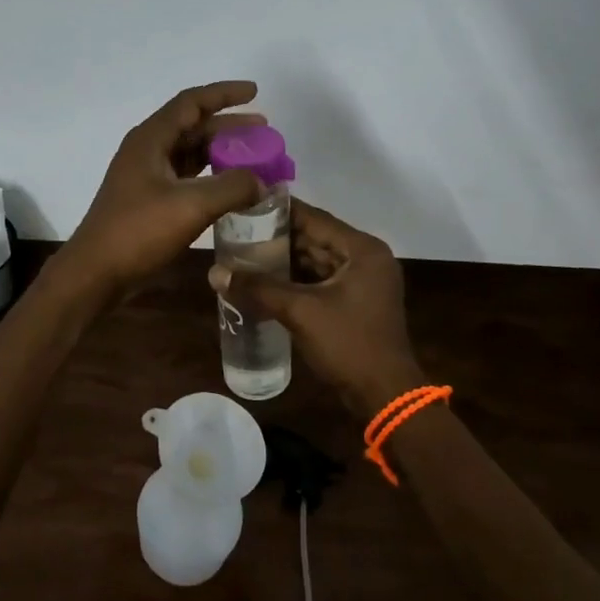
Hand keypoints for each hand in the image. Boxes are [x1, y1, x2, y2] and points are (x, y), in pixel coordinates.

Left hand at [52, 82, 267, 303]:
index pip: (191, 103)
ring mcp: (146, 175)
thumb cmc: (138, 231)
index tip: (255, 91)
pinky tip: (231, 187)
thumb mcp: (191, 205)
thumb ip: (232, 187)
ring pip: (190, 152)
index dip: (224, 94)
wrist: (96, 272)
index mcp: (151, 139)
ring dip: (221, 152)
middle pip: (193, 126)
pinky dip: (211, 176)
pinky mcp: (149, 199)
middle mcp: (147, 150)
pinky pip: (186, 176)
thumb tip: (262, 181)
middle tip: (264, 132)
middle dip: (229, 126)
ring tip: (254, 158)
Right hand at [207, 199, 421, 418]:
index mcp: (362, 249)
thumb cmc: (348, 344)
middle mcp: (366, 258)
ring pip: (316, 261)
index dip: (278, 211)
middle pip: (315, 238)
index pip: (314, 218)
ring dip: (284, 260)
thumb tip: (215, 273)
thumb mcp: (300, 312)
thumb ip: (258, 288)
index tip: (245, 203)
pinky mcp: (356, 302)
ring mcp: (363, 282)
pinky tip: (264, 282)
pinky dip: (296, 281)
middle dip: (277, 238)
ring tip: (244, 254)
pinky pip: (320, 281)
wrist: (385, 397)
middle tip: (237, 231)